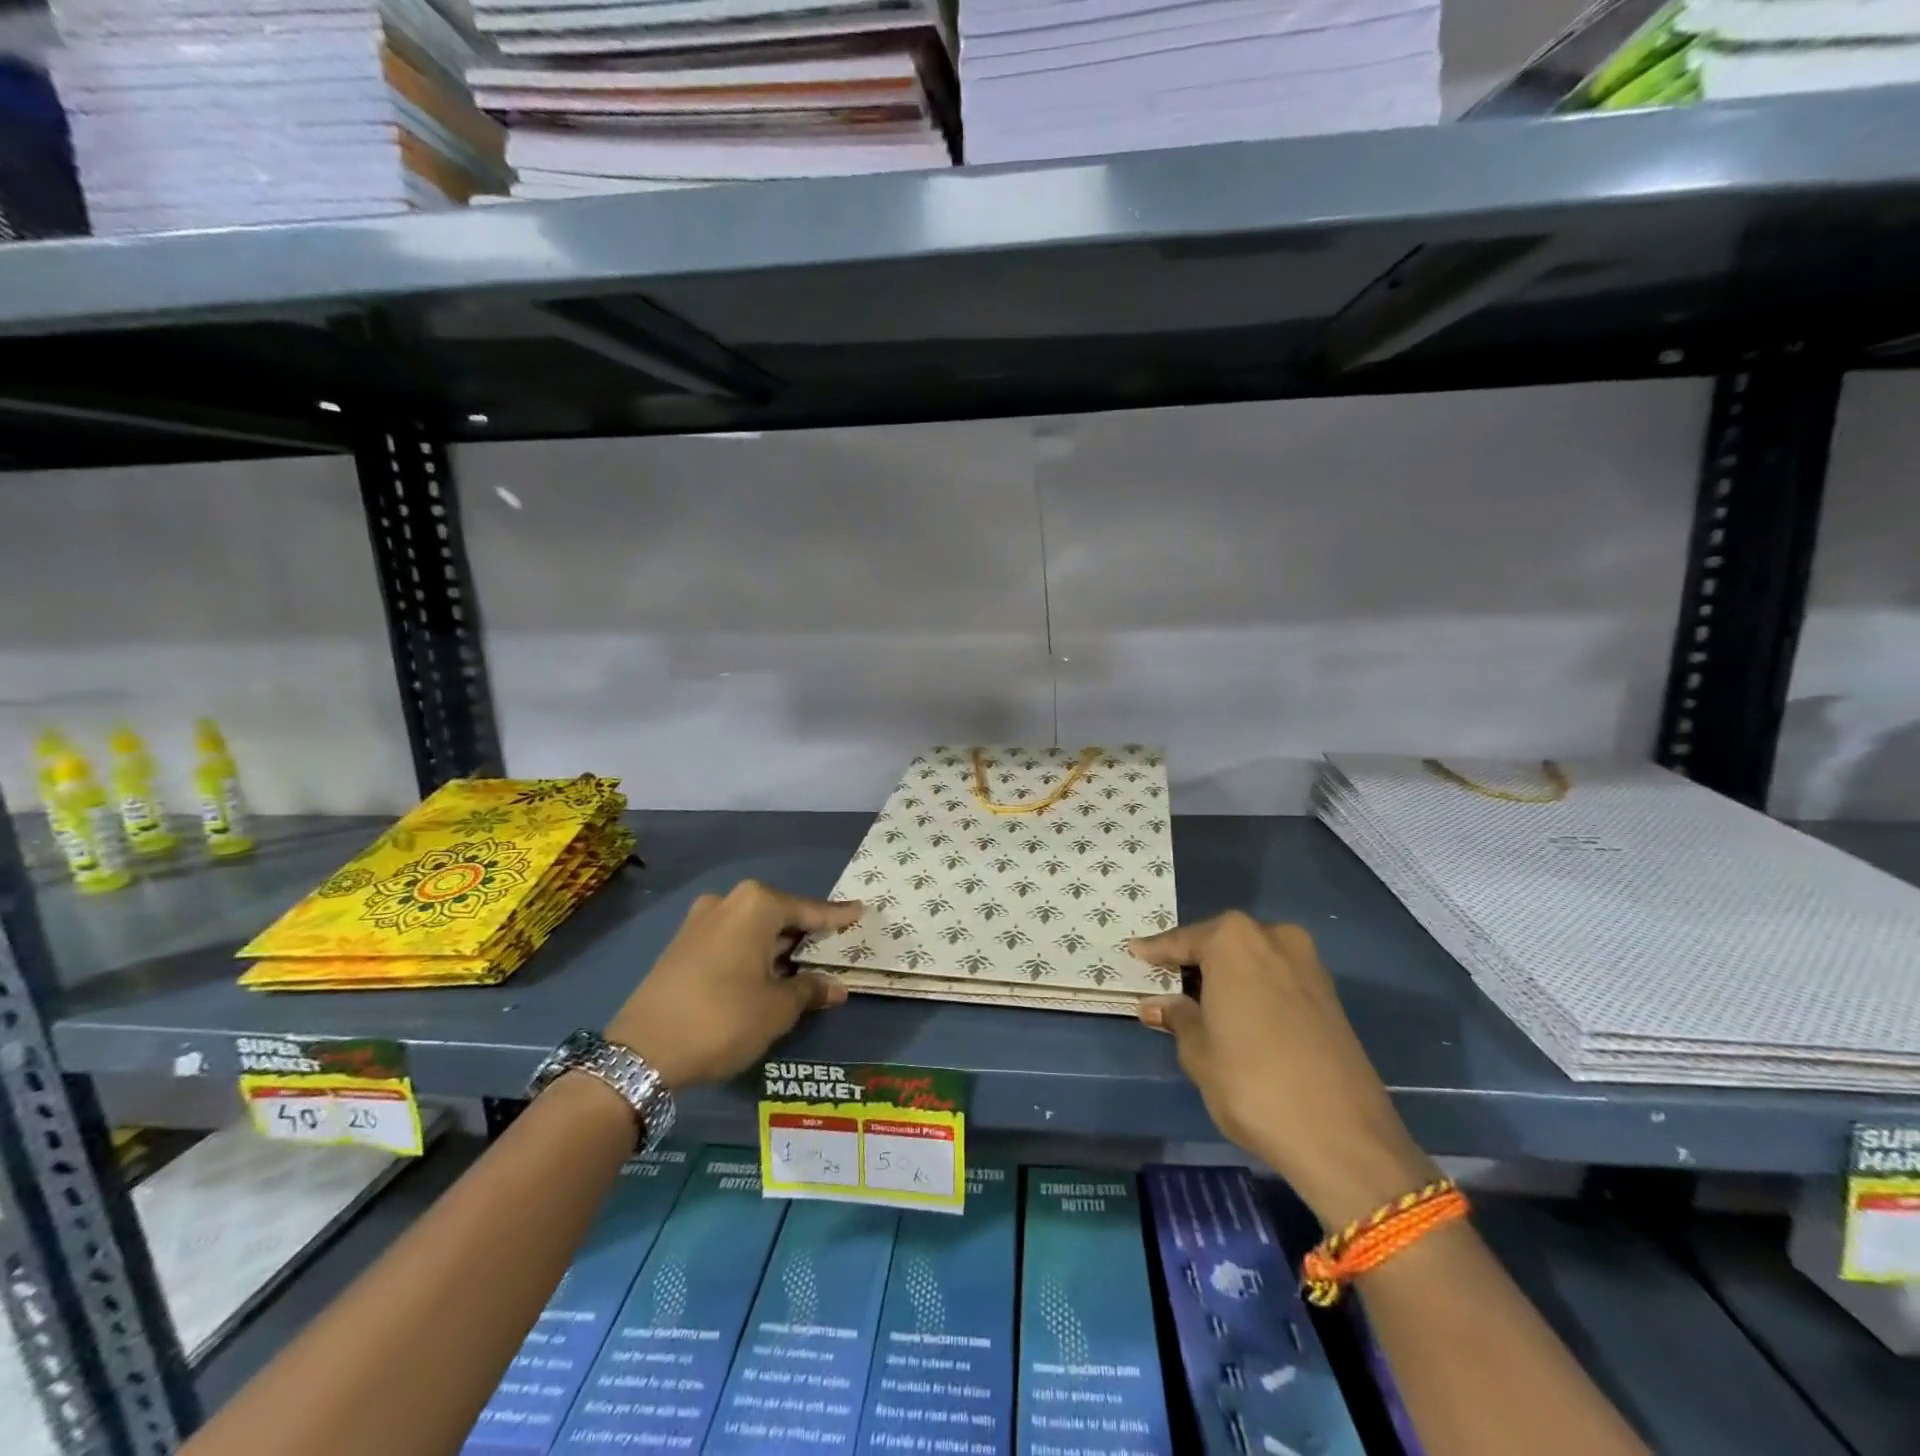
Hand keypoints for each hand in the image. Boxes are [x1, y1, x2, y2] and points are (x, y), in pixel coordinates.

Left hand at [605, 880, 861, 1090]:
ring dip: (777, 945)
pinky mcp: (681, 945)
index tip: (860, 911)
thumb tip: (837, 987)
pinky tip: (765, 973)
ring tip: (803, 964)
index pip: (809, 910)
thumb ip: (809, 990)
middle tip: (833, 944)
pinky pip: (730, 940)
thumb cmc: (723, 1019)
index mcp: (756, 905)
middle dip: (805, 932)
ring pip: (752, 928)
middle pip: (779, 914)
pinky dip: (752, 952)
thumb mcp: (777, 1009)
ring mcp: (700, 922)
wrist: (640, 1053)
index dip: (836, 917)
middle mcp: (728, 902)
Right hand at [1133, 912, 1436, 1228]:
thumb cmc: (1252, 1083)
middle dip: (1195, 961)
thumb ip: (1177, 1017)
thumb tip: (1155, 1004)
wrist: (1344, 1137)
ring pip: (1252, 959)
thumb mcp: (1199, 1051)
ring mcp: (1308, 964)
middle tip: (1166, 981)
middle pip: (1221, 943)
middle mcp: (1273, 938)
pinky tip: (1239, 1013)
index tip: (1135, 954)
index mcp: (1234, 940)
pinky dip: (1254, 988)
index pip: (1182, 941)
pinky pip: (1276, 978)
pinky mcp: (1329, 994)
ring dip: (1226, 975)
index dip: (1156, 952)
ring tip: (1200, 1000)